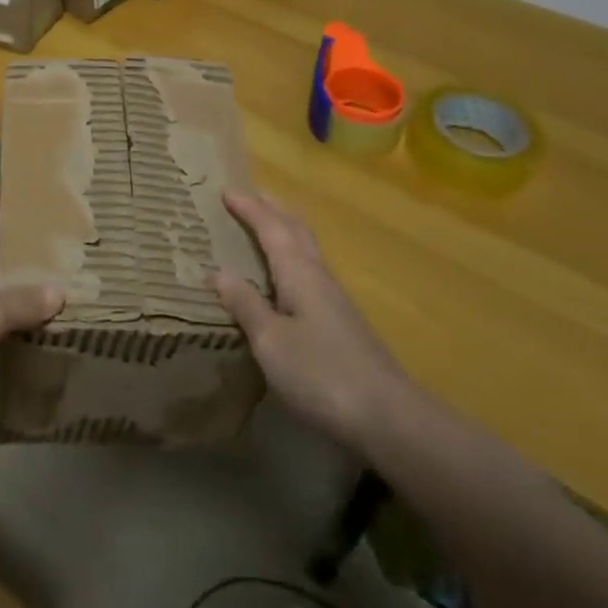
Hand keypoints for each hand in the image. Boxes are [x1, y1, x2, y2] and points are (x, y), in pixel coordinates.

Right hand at [214, 189, 409, 448]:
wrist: (388, 417)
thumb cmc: (321, 373)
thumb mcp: (271, 340)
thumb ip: (246, 304)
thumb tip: (219, 271)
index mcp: (299, 273)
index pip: (271, 228)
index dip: (249, 208)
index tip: (225, 190)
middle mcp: (318, 277)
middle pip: (296, 230)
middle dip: (272, 209)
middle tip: (249, 196)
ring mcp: (334, 301)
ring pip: (306, 250)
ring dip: (284, 231)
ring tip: (263, 228)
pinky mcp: (341, 323)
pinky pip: (309, 273)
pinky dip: (291, 260)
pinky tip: (283, 279)